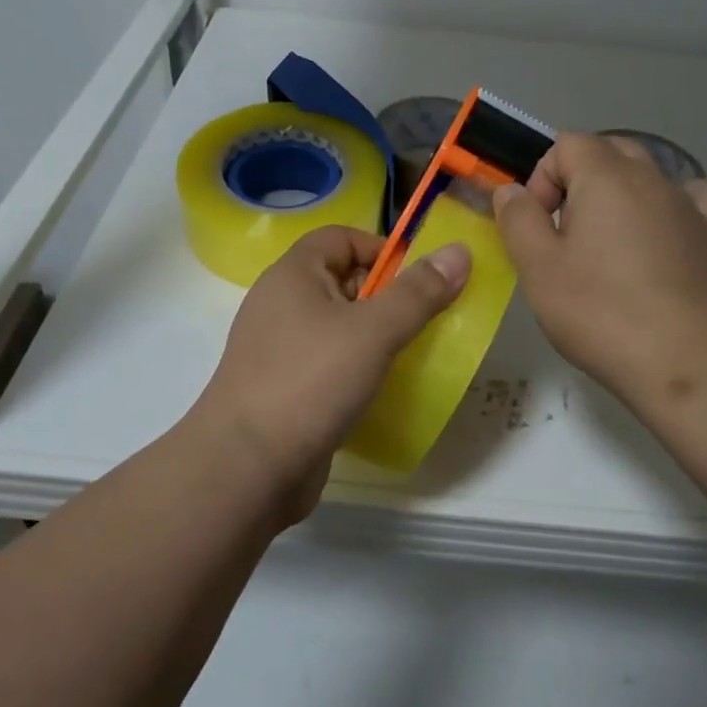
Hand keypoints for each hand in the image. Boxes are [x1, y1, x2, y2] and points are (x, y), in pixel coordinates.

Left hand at [189, 226, 470, 517]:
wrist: (246, 469)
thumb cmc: (310, 382)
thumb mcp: (373, 331)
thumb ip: (418, 292)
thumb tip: (459, 250)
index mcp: (293, 275)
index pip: (341, 238)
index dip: (381, 249)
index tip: (417, 282)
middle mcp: (280, 304)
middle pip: (341, 280)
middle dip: (384, 296)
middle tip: (421, 322)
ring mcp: (278, 349)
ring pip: (337, 326)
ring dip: (373, 336)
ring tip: (408, 357)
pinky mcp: (284, 388)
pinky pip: (327, 363)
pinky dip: (355, 368)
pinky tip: (378, 390)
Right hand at [493, 132, 706, 414]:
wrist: (682, 362)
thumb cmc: (599, 311)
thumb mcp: (537, 267)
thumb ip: (518, 218)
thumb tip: (511, 190)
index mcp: (606, 177)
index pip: (567, 144)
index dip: (543, 178)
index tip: (538, 225)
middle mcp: (651, 179)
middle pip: (608, 150)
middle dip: (577, 180)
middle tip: (563, 234)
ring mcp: (688, 206)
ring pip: (650, 172)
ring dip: (621, 192)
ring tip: (607, 238)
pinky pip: (699, 199)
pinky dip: (679, 204)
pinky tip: (666, 230)